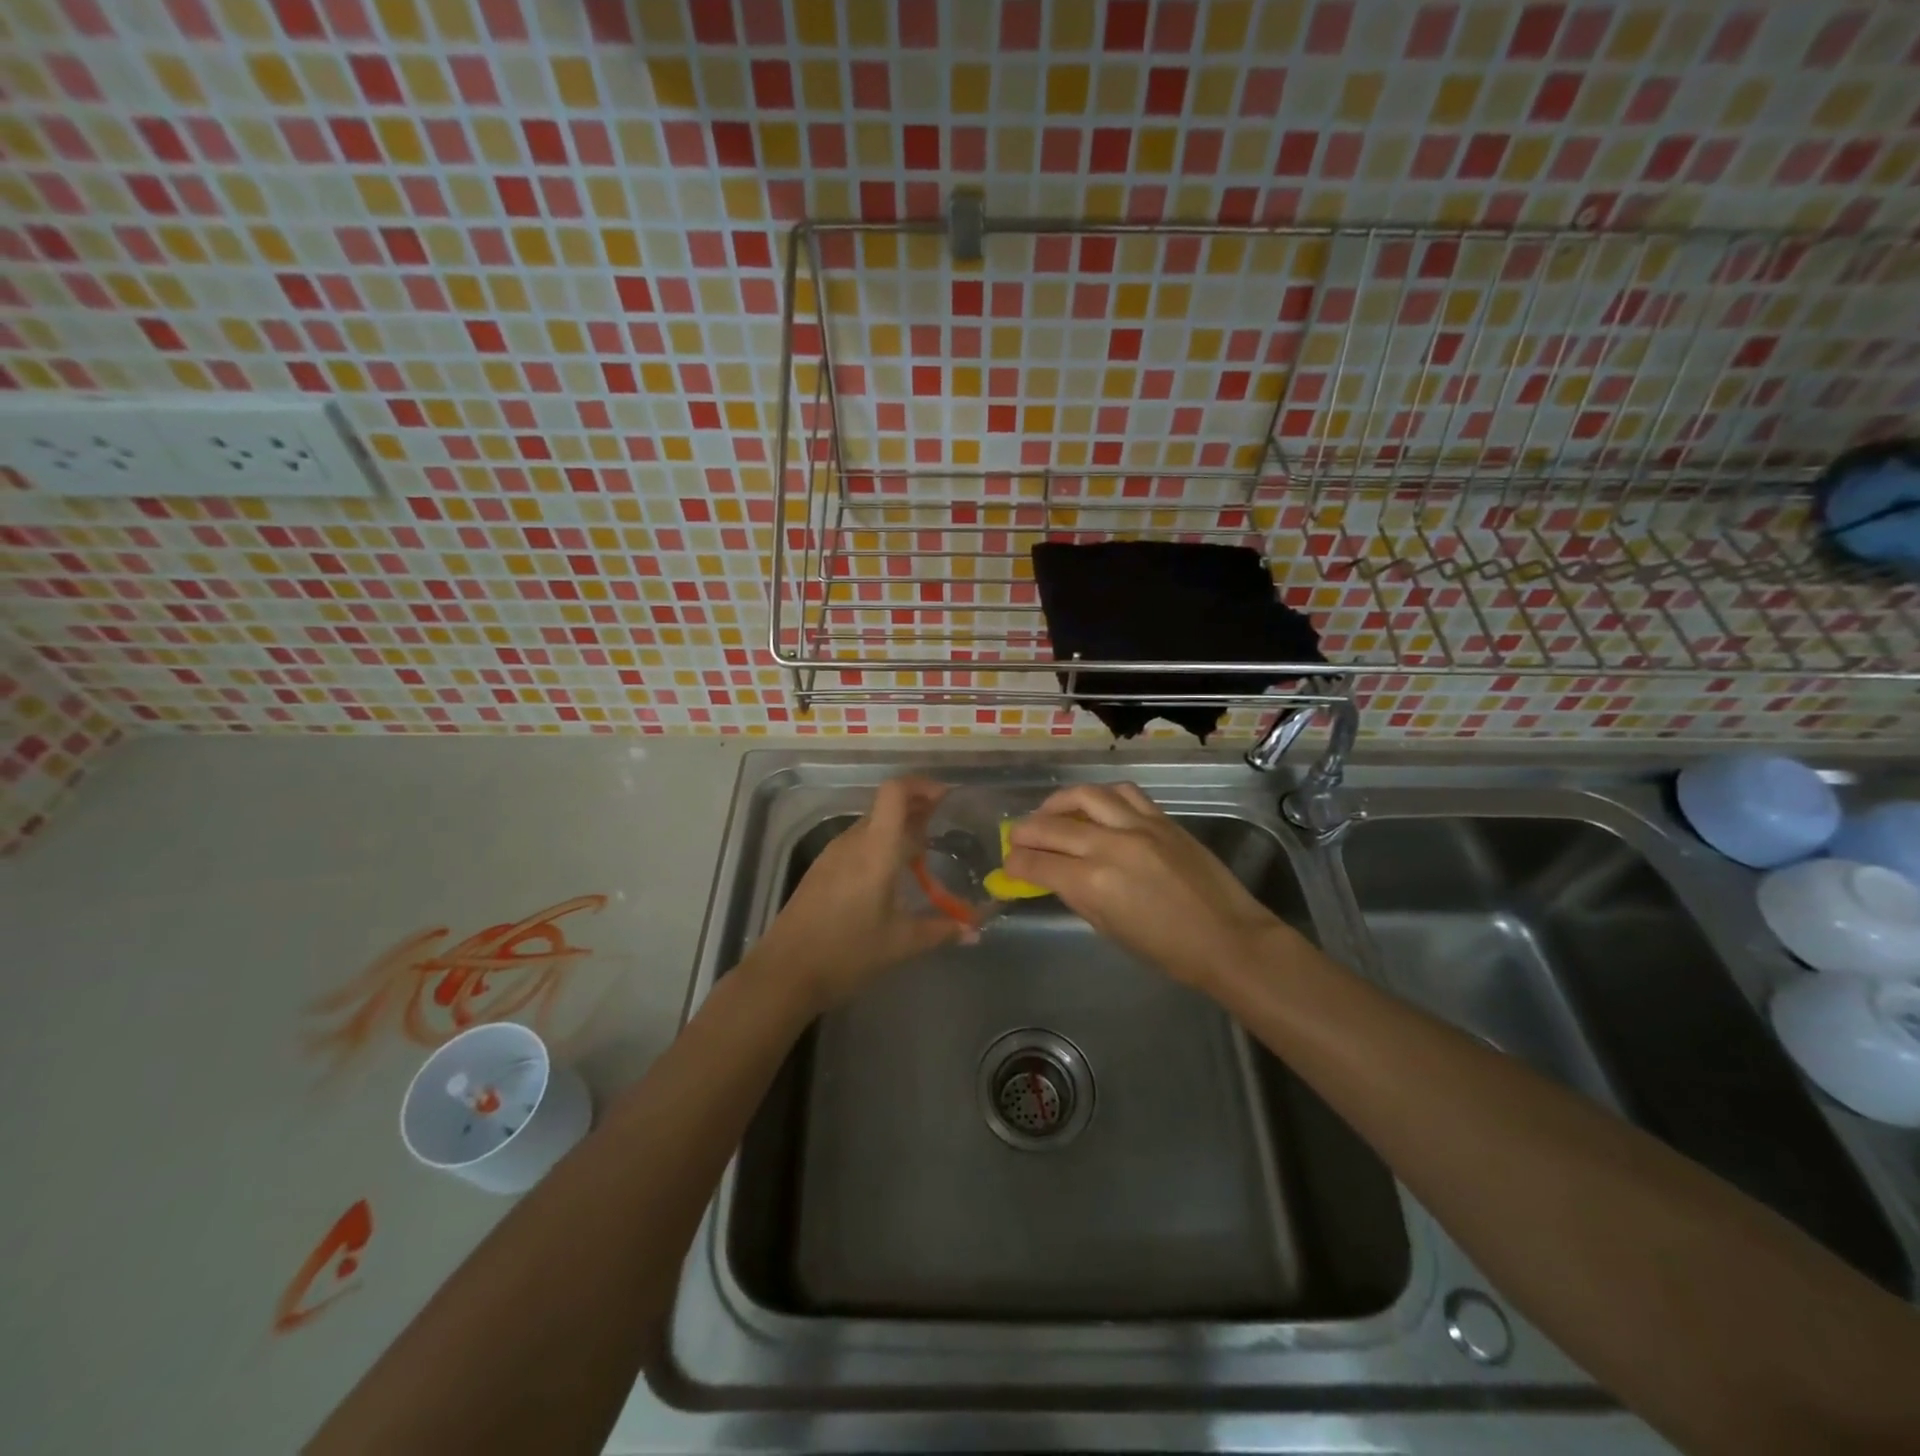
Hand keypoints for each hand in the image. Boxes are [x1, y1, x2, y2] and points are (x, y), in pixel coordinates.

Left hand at [749, 776, 964, 1008]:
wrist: (784, 973)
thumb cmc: (847, 953)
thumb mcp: (901, 943)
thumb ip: (942, 930)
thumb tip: (976, 930)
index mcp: (875, 849)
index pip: (895, 792)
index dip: (921, 785)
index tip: (946, 796)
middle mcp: (853, 841)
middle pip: (885, 806)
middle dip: (916, 807)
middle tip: (944, 822)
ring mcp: (833, 854)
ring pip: (871, 824)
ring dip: (897, 827)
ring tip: (922, 851)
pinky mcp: (821, 869)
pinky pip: (857, 842)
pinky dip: (879, 844)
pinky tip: (890, 873)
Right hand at [1006, 782, 1293, 991]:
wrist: (1228, 938)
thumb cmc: (1167, 950)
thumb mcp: (1109, 928)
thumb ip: (1076, 895)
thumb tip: (1051, 875)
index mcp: (1093, 883)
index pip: (1037, 864)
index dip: (1015, 864)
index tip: (1008, 864)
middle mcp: (1110, 846)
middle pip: (1051, 826)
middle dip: (1025, 831)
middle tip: (1016, 837)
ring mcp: (1138, 826)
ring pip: (1085, 796)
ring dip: (1058, 802)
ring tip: (1049, 812)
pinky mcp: (1161, 818)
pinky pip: (1123, 793)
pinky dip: (1101, 796)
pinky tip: (1094, 806)